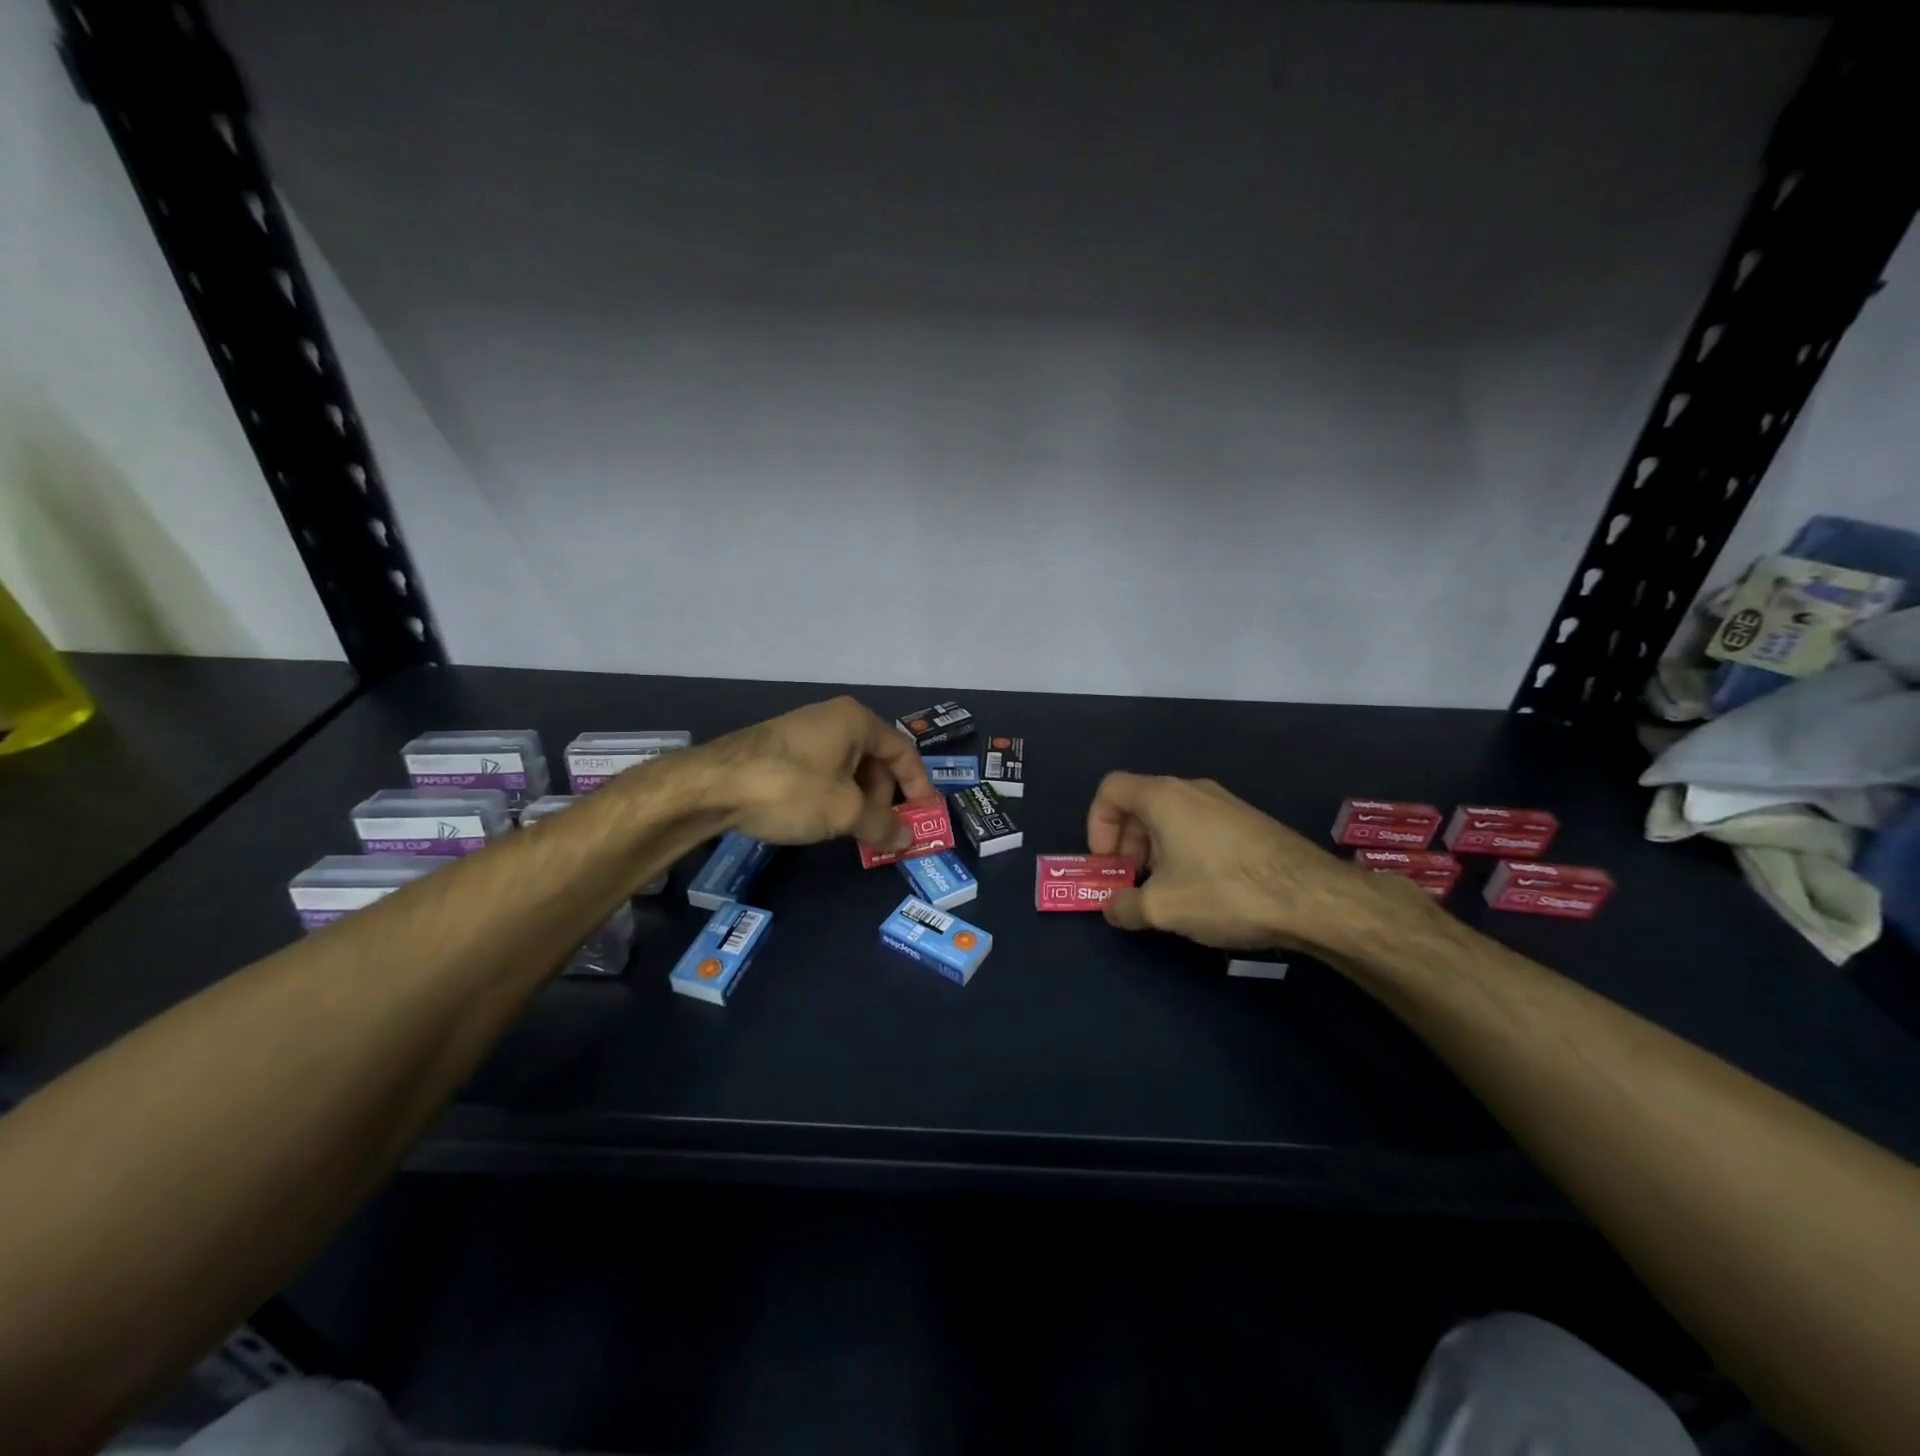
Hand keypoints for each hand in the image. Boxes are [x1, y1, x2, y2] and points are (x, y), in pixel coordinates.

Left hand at [700, 696, 934, 849]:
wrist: (712, 786)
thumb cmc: (791, 789)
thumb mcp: (845, 811)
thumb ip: (883, 825)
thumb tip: (908, 839)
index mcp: (856, 721)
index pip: (903, 751)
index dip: (919, 786)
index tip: (925, 818)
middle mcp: (833, 719)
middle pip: (875, 760)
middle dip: (885, 799)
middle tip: (885, 832)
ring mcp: (804, 733)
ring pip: (847, 769)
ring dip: (859, 802)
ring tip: (855, 833)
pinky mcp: (780, 750)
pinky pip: (822, 772)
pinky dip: (833, 797)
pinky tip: (824, 821)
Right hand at [1088, 772, 1428, 955]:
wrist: (1313, 896)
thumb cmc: (1225, 891)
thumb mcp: (1163, 908)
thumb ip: (1125, 907)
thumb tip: (1114, 908)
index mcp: (1163, 797)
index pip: (1110, 789)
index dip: (1096, 825)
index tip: (1108, 864)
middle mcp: (1192, 789)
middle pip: (1139, 804)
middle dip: (1125, 843)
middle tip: (1132, 882)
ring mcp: (1224, 803)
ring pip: (1171, 817)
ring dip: (1155, 851)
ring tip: (1166, 891)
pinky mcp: (1248, 822)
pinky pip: (1199, 827)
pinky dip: (1184, 851)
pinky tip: (1203, 890)